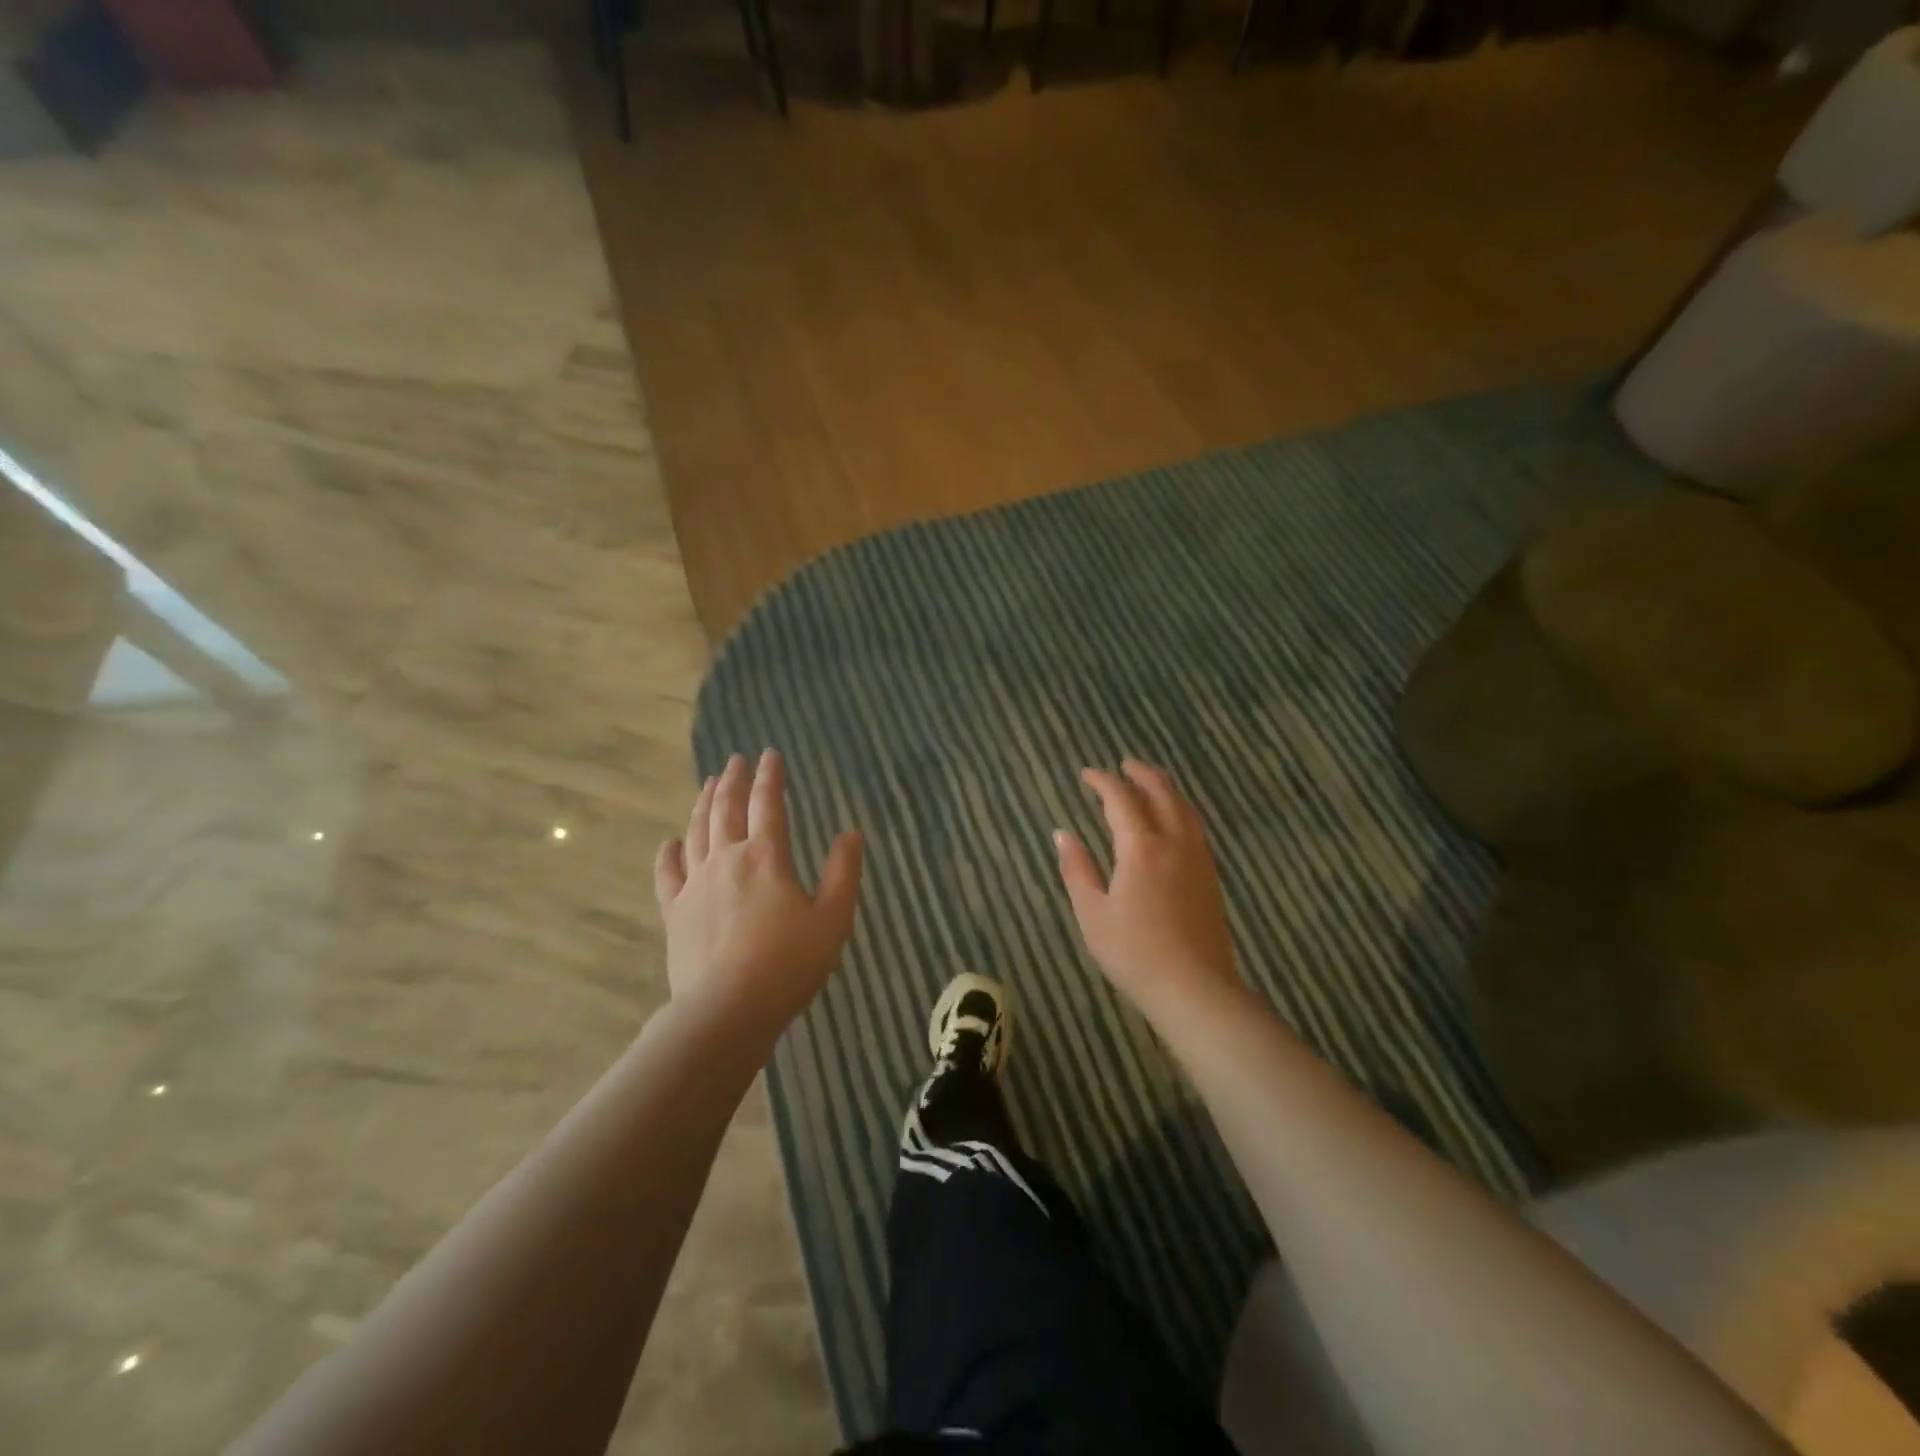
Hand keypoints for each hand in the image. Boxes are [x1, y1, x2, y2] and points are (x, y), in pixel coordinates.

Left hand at [654, 750, 863, 1039]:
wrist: (727, 1009)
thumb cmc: (789, 964)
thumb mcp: (833, 918)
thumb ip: (843, 872)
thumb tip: (851, 833)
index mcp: (766, 857)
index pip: (768, 804)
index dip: (770, 777)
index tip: (769, 754)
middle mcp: (726, 860)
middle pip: (726, 809)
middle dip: (732, 781)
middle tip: (734, 760)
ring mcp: (695, 885)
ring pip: (696, 832)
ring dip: (703, 805)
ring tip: (708, 785)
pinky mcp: (674, 912)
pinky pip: (667, 874)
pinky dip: (668, 853)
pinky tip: (670, 841)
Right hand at [1055, 760, 1240, 1021]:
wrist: (1195, 988)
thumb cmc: (1134, 953)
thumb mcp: (1092, 913)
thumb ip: (1077, 869)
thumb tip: (1062, 833)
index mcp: (1141, 848)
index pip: (1121, 799)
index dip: (1103, 782)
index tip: (1087, 774)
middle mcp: (1174, 843)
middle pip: (1161, 793)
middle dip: (1141, 774)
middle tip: (1124, 765)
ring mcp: (1197, 859)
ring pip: (1184, 808)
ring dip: (1165, 788)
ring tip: (1151, 782)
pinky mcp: (1210, 876)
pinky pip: (1196, 827)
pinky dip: (1181, 810)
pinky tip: (1174, 821)